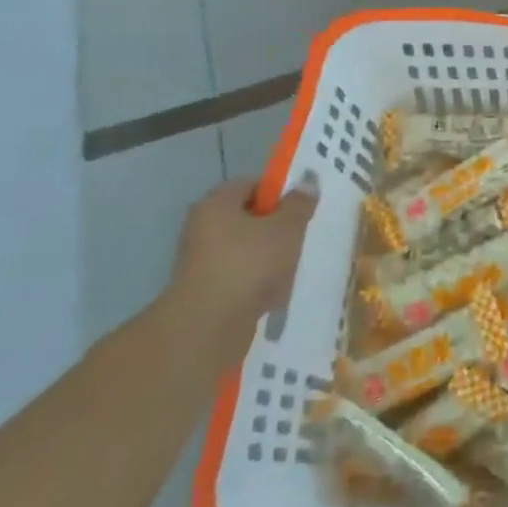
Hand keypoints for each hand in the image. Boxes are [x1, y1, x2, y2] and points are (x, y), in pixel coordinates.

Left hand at [171, 176, 316, 357]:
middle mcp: (202, 227)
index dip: (278, 194)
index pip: (251, 185)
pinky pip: (238, 279)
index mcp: (216, 203)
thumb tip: (308, 181)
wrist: (209, 326)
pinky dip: (255, 284)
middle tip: (299, 238)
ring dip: (268, 259)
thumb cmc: (250, 263)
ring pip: (245, 251)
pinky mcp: (203, 292)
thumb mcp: (287, 227)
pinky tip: (273, 296)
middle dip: (275, 229)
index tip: (300, 210)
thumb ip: (300, 203)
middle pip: (248, 219)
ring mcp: (199, 262)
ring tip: (290, 270)